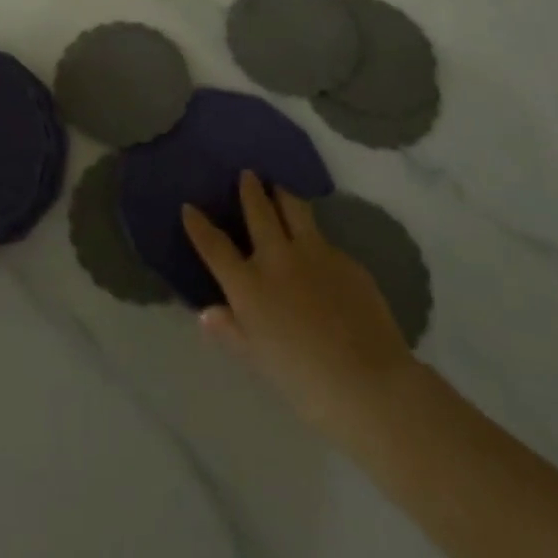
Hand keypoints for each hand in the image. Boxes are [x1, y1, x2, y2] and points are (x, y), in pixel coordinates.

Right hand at [183, 171, 417, 446]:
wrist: (369, 383)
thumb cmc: (304, 382)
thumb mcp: (258, 360)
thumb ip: (232, 331)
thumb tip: (208, 313)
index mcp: (249, 285)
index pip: (214, 246)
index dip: (198, 225)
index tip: (189, 207)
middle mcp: (276, 258)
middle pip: (258, 211)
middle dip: (250, 189)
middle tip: (248, 174)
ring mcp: (314, 253)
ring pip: (294, 209)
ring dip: (283, 194)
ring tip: (280, 187)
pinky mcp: (345, 259)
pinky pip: (324, 240)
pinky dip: (314, 237)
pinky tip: (319, 248)